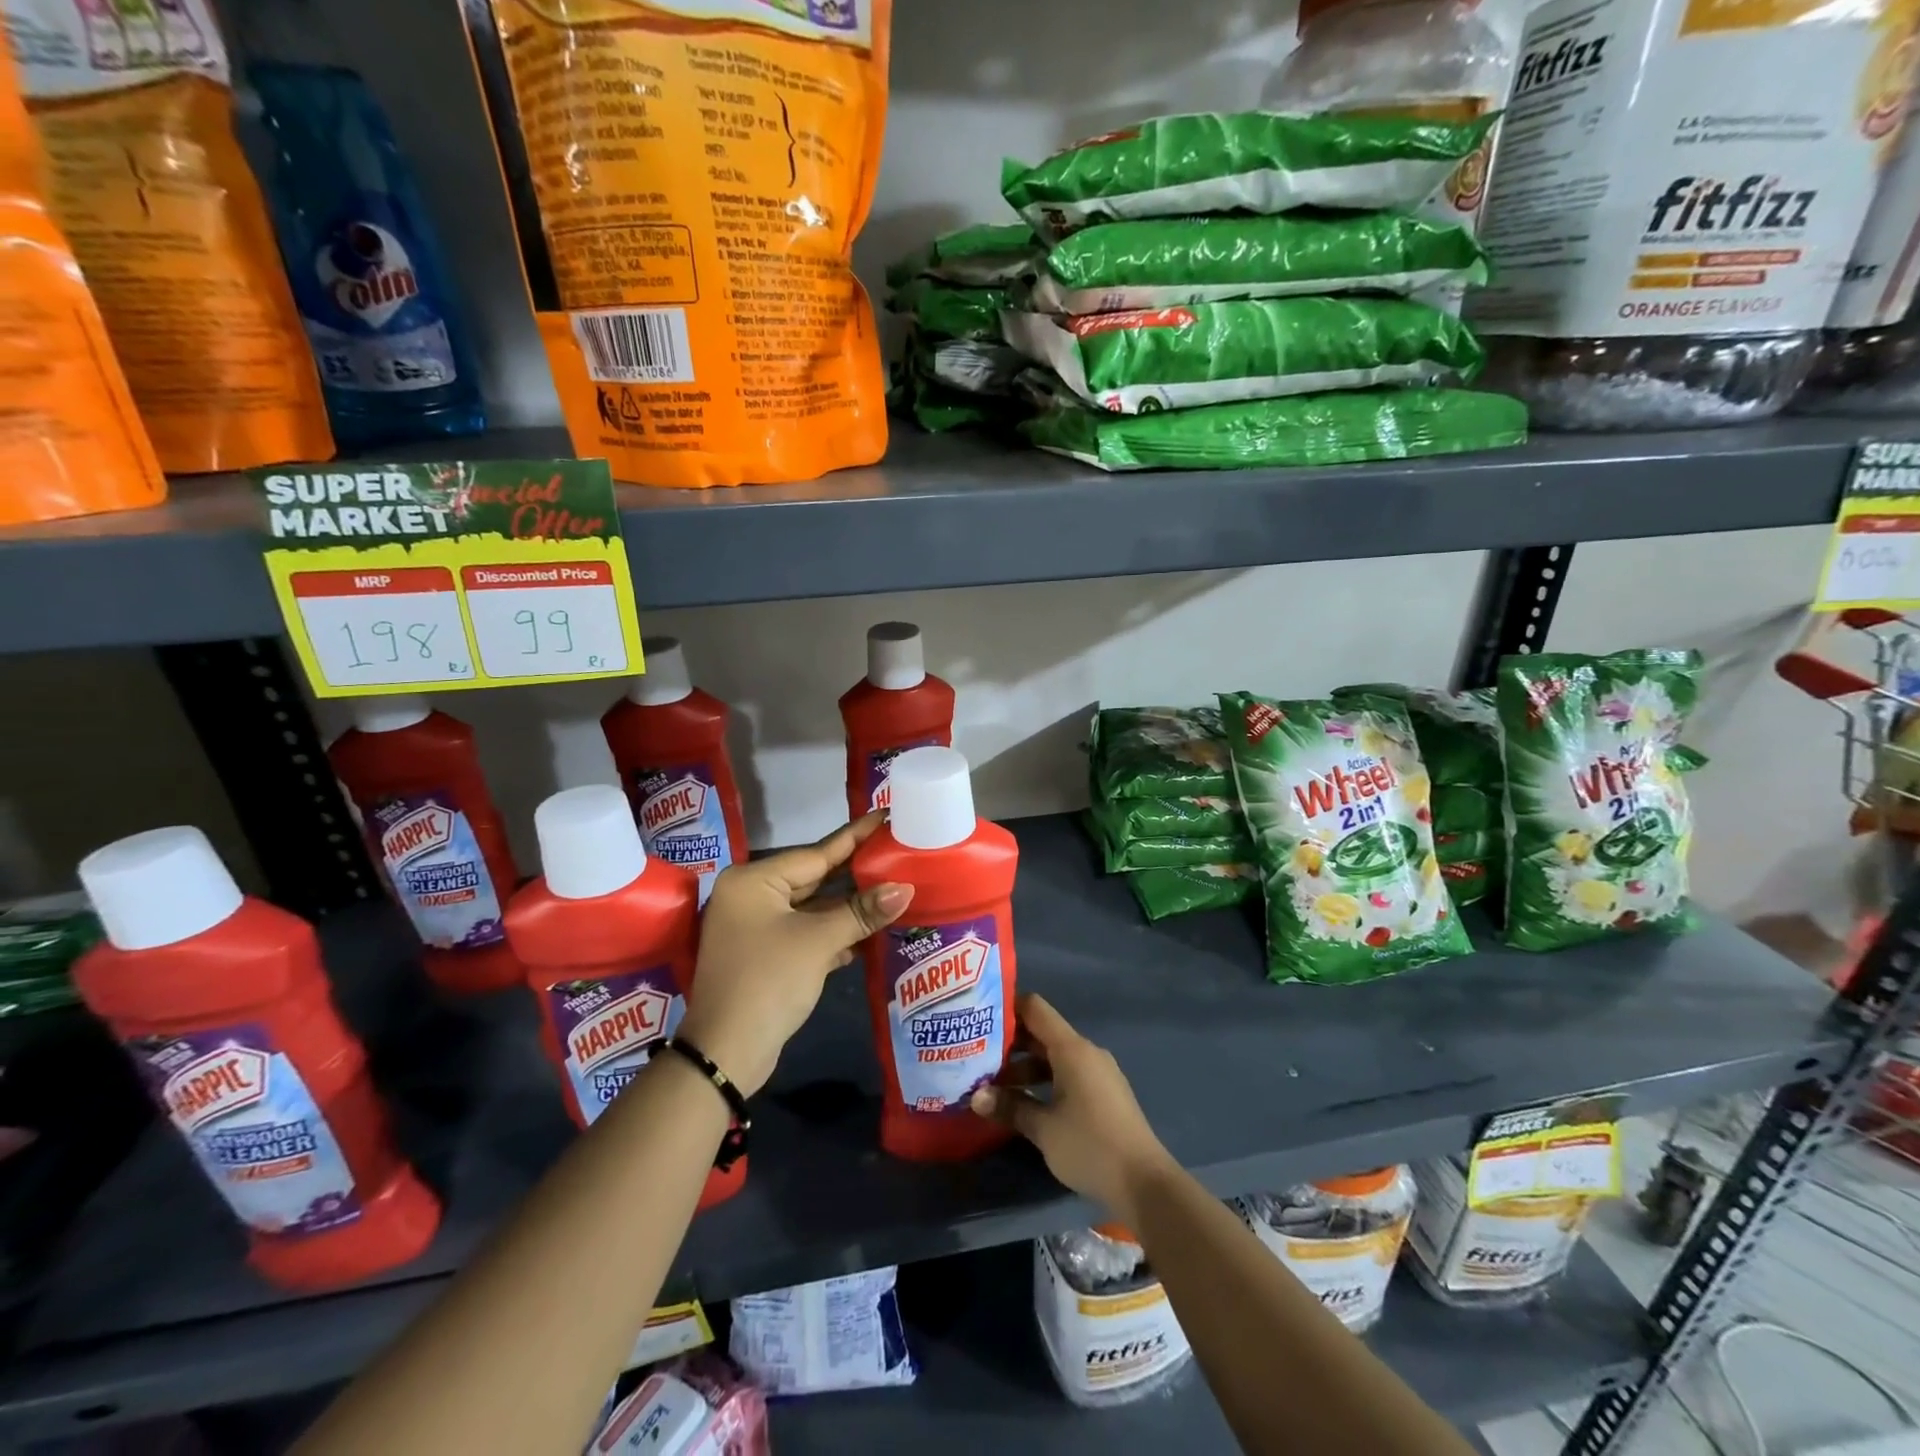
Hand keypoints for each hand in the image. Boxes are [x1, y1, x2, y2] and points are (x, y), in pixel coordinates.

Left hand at [679, 813, 910, 1096]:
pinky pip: (807, 931)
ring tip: (894, 888)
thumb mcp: (818, 942)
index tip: (884, 815)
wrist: (725, 1055)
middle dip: (856, 873)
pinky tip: (869, 931)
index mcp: (754, 881)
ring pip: (813, 907)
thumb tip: (905, 888)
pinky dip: (835, 932)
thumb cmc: (769, 982)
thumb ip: (862, 912)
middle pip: (815, 877)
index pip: (816, 852)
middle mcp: (751, 896)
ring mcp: (757, 927)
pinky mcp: (766, 954)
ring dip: (850, 906)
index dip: (855, 837)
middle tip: (897, 852)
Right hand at [971, 993, 1176, 1224]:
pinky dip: (1045, 1080)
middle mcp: (1086, 1052)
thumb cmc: (1090, 1146)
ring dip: (1026, 1067)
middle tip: (977, 1056)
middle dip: (1011, 1044)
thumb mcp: (1043, 1128)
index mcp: (1072, 1049)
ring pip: (1055, 1057)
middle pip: (1043, 1033)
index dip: (1008, 1007)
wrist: (1144, 1183)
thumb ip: (1009, 1107)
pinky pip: (1068, 1073)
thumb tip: (975, 1097)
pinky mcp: (1104, 1094)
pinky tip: (1026, 1103)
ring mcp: (1098, 1073)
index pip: (1035, 1008)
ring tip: (994, 1086)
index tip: (980, 1018)